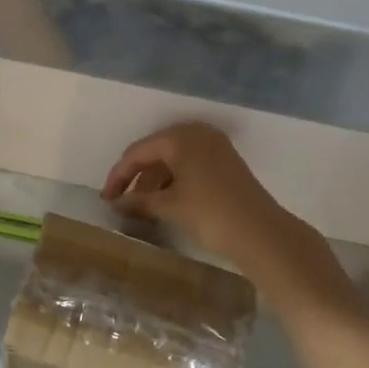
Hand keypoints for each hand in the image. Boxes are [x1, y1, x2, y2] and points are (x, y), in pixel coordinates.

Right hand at [102, 122, 304, 272]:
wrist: (262, 234)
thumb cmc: (210, 213)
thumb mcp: (169, 206)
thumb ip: (139, 201)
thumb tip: (116, 204)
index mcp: (180, 136)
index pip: (138, 152)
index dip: (118, 176)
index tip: (106, 199)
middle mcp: (197, 134)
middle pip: (155, 153)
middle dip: (136, 178)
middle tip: (121, 203)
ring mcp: (214, 147)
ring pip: (172, 161)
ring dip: (154, 183)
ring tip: (140, 209)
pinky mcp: (225, 163)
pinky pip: (189, 166)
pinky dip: (173, 183)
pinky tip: (163, 203)